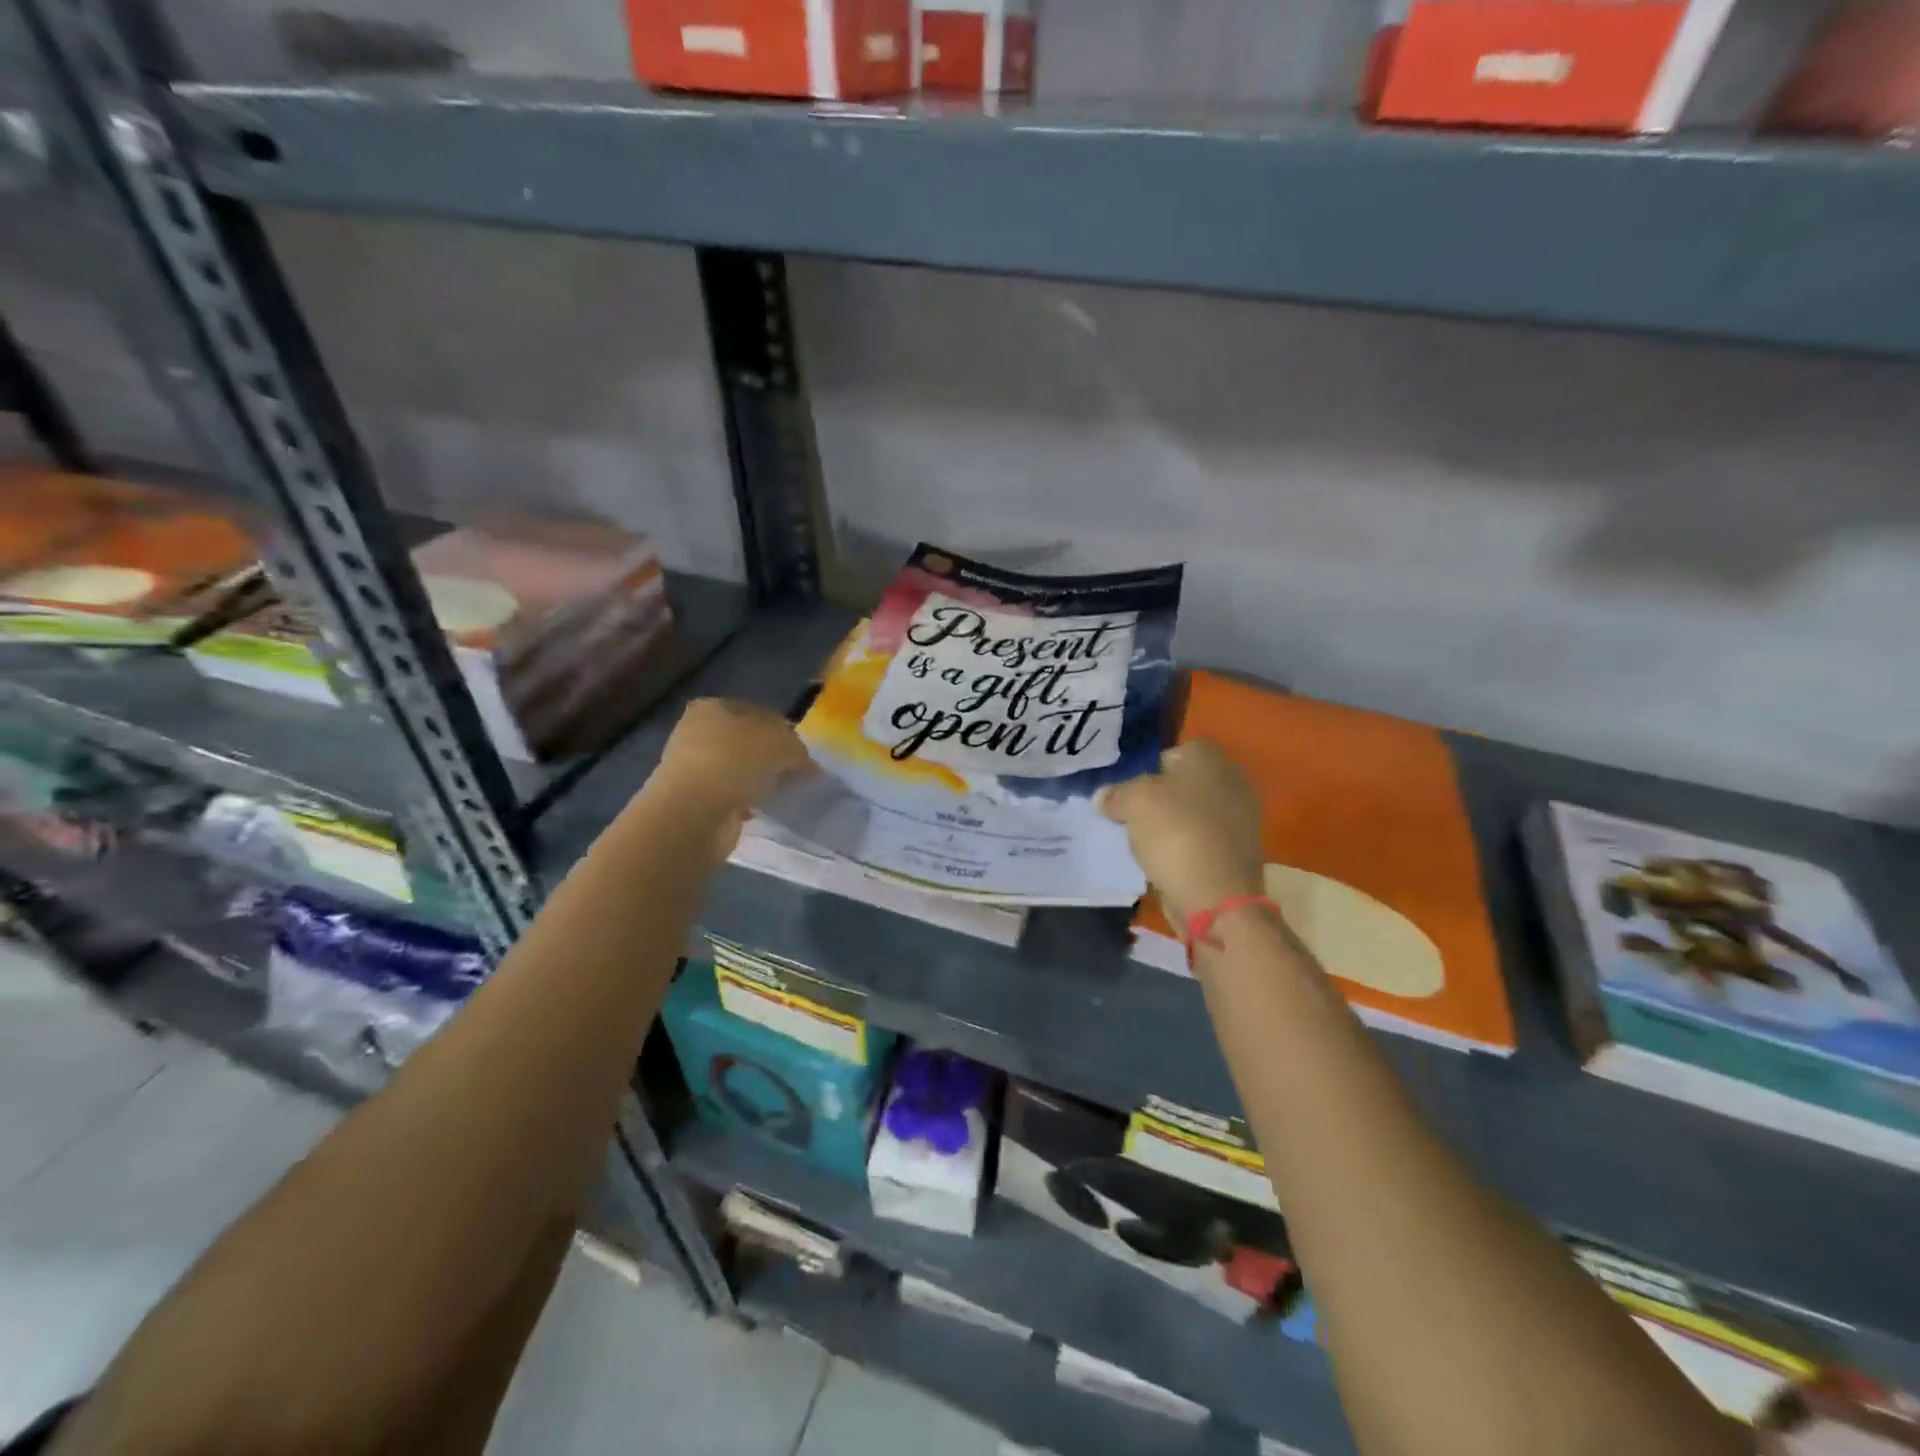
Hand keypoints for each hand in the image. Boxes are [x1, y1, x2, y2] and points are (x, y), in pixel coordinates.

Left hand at [641, 698, 811, 862]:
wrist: (692, 814)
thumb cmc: (734, 763)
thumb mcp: (781, 745)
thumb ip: (798, 751)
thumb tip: (809, 766)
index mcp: (712, 707)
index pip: (758, 712)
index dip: (784, 730)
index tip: (803, 752)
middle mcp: (697, 732)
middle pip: (747, 742)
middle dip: (771, 757)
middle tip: (796, 773)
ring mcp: (693, 768)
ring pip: (739, 770)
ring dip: (758, 780)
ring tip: (782, 793)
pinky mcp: (694, 800)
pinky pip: (731, 796)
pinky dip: (747, 802)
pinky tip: (762, 809)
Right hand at [1100, 741, 1265, 926]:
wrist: (1217, 896)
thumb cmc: (1175, 833)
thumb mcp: (1133, 802)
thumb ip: (1116, 794)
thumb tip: (1104, 797)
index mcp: (1210, 757)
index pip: (1173, 752)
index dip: (1148, 770)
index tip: (1131, 794)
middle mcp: (1232, 779)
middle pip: (1183, 783)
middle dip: (1160, 798)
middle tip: (1134, 818)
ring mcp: (1241, 817)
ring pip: (1192, 813)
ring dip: (1171, 825)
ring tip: (1146, 844)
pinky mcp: (1239, 850)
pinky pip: (1202, 839)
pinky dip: (1185, 848)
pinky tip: (1167, 862)